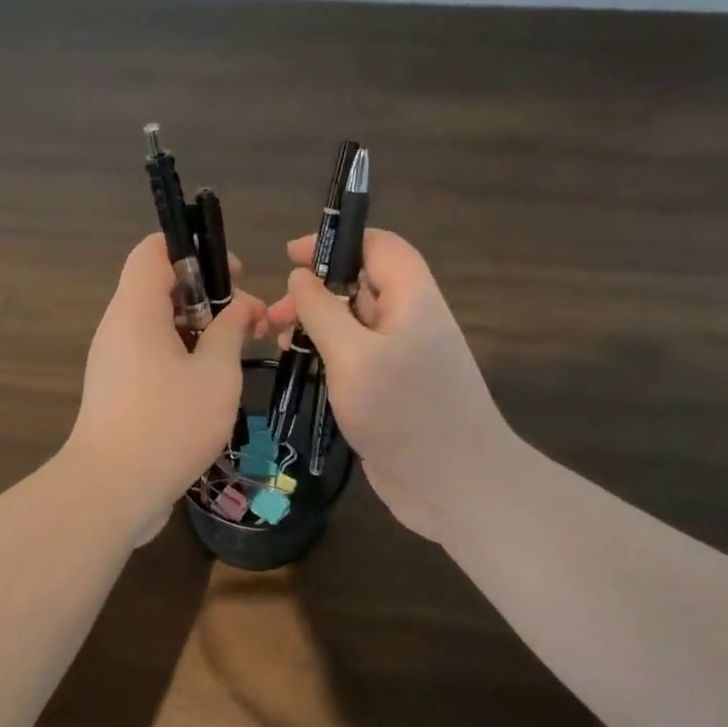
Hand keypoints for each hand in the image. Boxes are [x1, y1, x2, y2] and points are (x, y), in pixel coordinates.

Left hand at [66, 234, 266, 544]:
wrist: (111, 491)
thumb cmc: (169, 424)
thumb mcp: (215, 374)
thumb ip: (230, 331)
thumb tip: (240, 306)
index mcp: (136, 309)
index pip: (154, 250)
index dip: (196, 251)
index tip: (232, 278)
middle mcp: (117, 328)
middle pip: (158, 288)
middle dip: (207, 297)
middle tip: (247, 322)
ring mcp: (113, 362)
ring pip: (157, 326)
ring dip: (197, 332)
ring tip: (236, 356)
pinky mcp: (116, 392)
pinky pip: (149, 356)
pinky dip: (180, 359)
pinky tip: (210, 387)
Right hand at [266, 230, 506, 543]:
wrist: (454, 484)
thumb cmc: (403, 412)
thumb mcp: (353, 356)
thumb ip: (323, 311)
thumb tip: (300, 276)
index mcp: (412, 299)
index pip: (378, 246)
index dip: (335, 242)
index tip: (289, 256)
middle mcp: (409, 322)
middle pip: (360, 285)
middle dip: (315, 292)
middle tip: (273, 316)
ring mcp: (402, 359)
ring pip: (354, 325)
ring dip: (316, 327)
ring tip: (279, 344)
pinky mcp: (392, 391)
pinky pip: (356, 359)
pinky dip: (327, 357)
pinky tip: (301, 371)